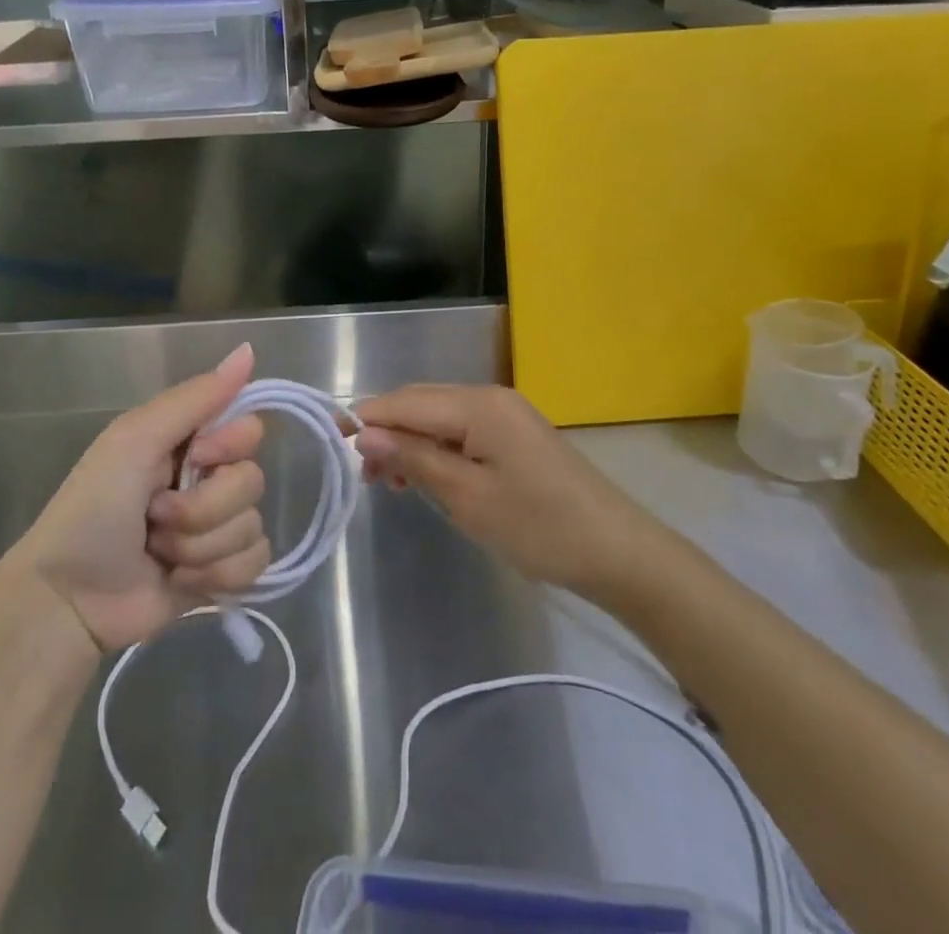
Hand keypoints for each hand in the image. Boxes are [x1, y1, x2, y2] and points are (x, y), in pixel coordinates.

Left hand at [19, 344, 270, 651]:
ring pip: (252, 526)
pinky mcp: (220, 574)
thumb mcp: (136, 439)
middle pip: (253, 481)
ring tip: (159, 553)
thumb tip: (249, 350)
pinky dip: (217, 575)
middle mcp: (206, 480)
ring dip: (201, 546)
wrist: (68, 599)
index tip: (196, 459)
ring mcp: (215, 529)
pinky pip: (255, 564)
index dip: (230, 447)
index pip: (249, 429)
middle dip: (204, 508)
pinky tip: (180, 580)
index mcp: (188, 442)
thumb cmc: (93, 509)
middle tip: (158, 516)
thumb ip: (195, 397)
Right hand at [354, 384, 651, 595]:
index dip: (367, 418)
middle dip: (387, 431)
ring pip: (439, 417)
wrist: (617, 551)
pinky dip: (437, 449)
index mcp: (477, 405)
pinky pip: (462, 431)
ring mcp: (505, 414)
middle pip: (421, 403)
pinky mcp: (515, 435)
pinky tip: (427, 477)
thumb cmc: (538, 527)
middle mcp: (489, 397)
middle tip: (365, 475)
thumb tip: (365, 433)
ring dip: (411, 442)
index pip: (406, 401)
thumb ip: (415, 457)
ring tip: (393, 483)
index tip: (331, 440)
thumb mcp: (467, 497)